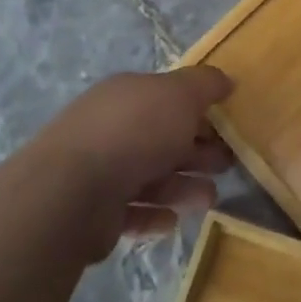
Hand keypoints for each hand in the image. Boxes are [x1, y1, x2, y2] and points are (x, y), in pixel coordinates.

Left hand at [33, 67, 235, 260]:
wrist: (72, 192)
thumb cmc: (135, 132)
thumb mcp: (180, 94)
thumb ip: (205, 84)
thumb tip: (226, 81)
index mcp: (128, 95)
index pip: (168, 99)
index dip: (200, 111)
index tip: (228, 128)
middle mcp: (111, 128)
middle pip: (162, 138)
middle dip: (197, 151)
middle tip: (227, 165)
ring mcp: (99, 170)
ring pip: (150, 176)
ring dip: (183, 186)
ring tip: (209, 199)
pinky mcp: (93, 212)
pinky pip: (131, 211)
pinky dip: (154, 215)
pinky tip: (173, 221)